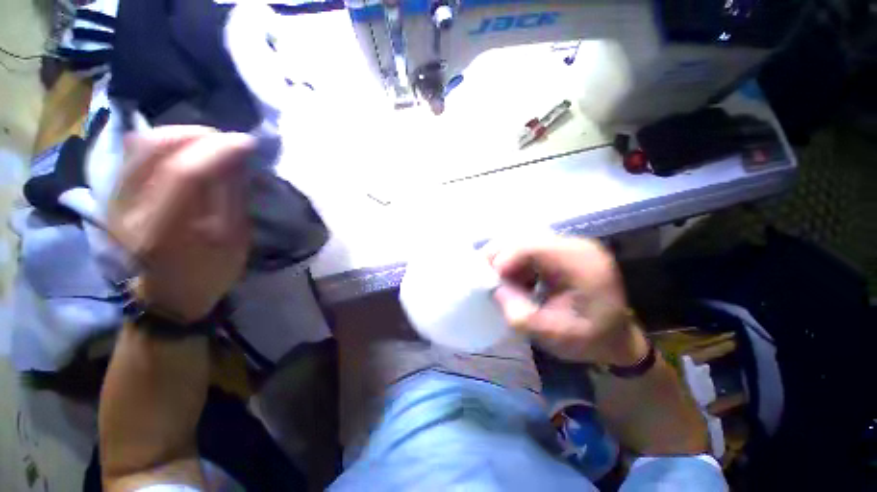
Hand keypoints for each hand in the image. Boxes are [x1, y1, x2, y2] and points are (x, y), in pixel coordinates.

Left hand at [109, 126, 254, 321]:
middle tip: (229, 141)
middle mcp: (131, 209)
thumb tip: (237, 159)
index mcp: (166, 231)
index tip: (248, 143)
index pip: (187, 173)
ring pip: (141, 144)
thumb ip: (232, 198)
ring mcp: (116, 199)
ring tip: (211, 142)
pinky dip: (164, 141)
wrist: (168, 295)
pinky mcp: (115, 194)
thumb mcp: (234, 241)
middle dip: (199, 135)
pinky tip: (187, 148)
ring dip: (181, 134)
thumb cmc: (209, 273)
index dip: (220, 150)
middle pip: (155, 149)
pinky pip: (135, 152)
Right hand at [486, 236, 647, 365]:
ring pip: (521, 241)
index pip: (531, 247)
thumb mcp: (555, 336)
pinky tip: (513, 280)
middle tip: (485, 278)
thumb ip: (520, 315)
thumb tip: (494, 289)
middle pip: (523, 239)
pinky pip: (526, 249)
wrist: (616, 336)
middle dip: (498, 257)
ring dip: (504, 260)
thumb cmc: (590, 339)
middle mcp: (573, 245)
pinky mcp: (558, 251)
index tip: (488, 282)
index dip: (504, 260)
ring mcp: (566, 245)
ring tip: (498, 281)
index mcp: (580, 263)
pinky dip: (513, 263)